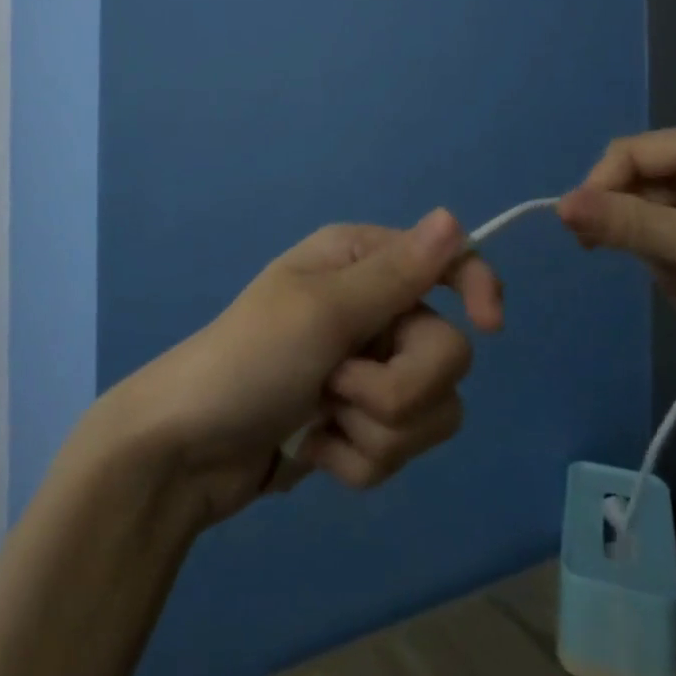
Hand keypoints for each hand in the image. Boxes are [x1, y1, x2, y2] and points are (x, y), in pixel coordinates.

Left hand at [98, 209, 500, 525]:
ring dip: (375, 429)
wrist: (187, 451)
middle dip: (398, 387)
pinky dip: (358, 459)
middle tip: (339, 386)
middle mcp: (373, 308)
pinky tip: (314, 449)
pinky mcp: (360, 423)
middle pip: (448, 352)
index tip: (489, 326)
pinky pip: (401, 448)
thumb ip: (395, 274)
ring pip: (432, 409)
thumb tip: (453, 216)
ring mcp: (367, 369)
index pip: (447, 260)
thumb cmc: (249, 360)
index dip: (477, 286)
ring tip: (321, 421)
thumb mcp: (321, 312)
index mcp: (360, 262)